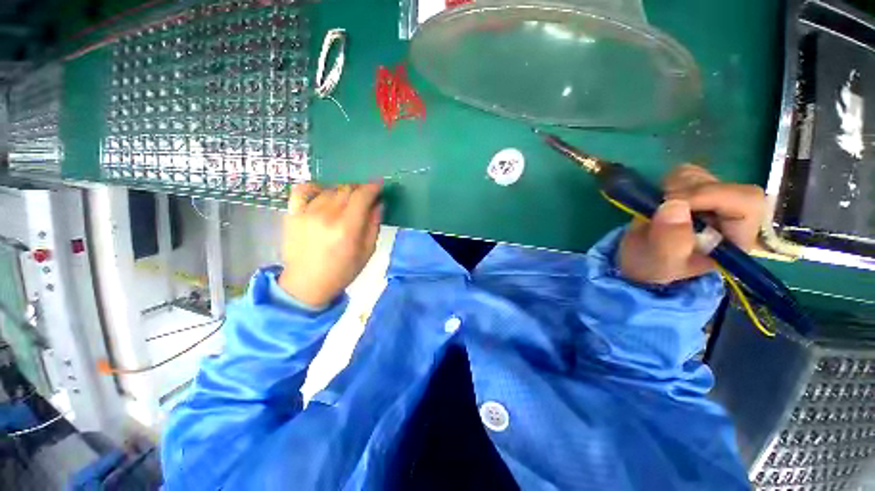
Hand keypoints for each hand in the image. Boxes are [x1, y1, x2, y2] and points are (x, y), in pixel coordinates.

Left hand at [279, 182, 382, 306]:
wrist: (306, 284)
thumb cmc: (342, 271)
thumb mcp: (367, 251)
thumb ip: (373, 225)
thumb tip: (378, 204)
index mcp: (347, 228)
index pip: (362, 196)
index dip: (373, 187)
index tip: (379, 185)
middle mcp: (327, 215)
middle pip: (347, 189)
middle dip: (360, 190)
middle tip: (365, 198)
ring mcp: (307, 213)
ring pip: (330, 189)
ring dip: (343, 192)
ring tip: (347, 203)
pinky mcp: (293, 214)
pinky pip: (303, 190)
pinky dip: (316, 188)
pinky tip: (323, 194)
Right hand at [618, 164, 764, 284]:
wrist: (640, 260)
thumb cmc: (655, 266)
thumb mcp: (661, 262)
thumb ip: (670, 241)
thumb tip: (674, 204)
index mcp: (737, 237)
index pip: (746, 201)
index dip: (712, 196)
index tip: (672, 203)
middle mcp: (732, 214)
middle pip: (721, 184)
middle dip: (685, 193)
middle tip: (659, 209)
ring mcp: (712, 198)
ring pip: (700, 175)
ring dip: (672, 189)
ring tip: (657, 212)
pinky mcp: (692, 190)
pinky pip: (683, 173)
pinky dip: (666, 184)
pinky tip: (659, 203)